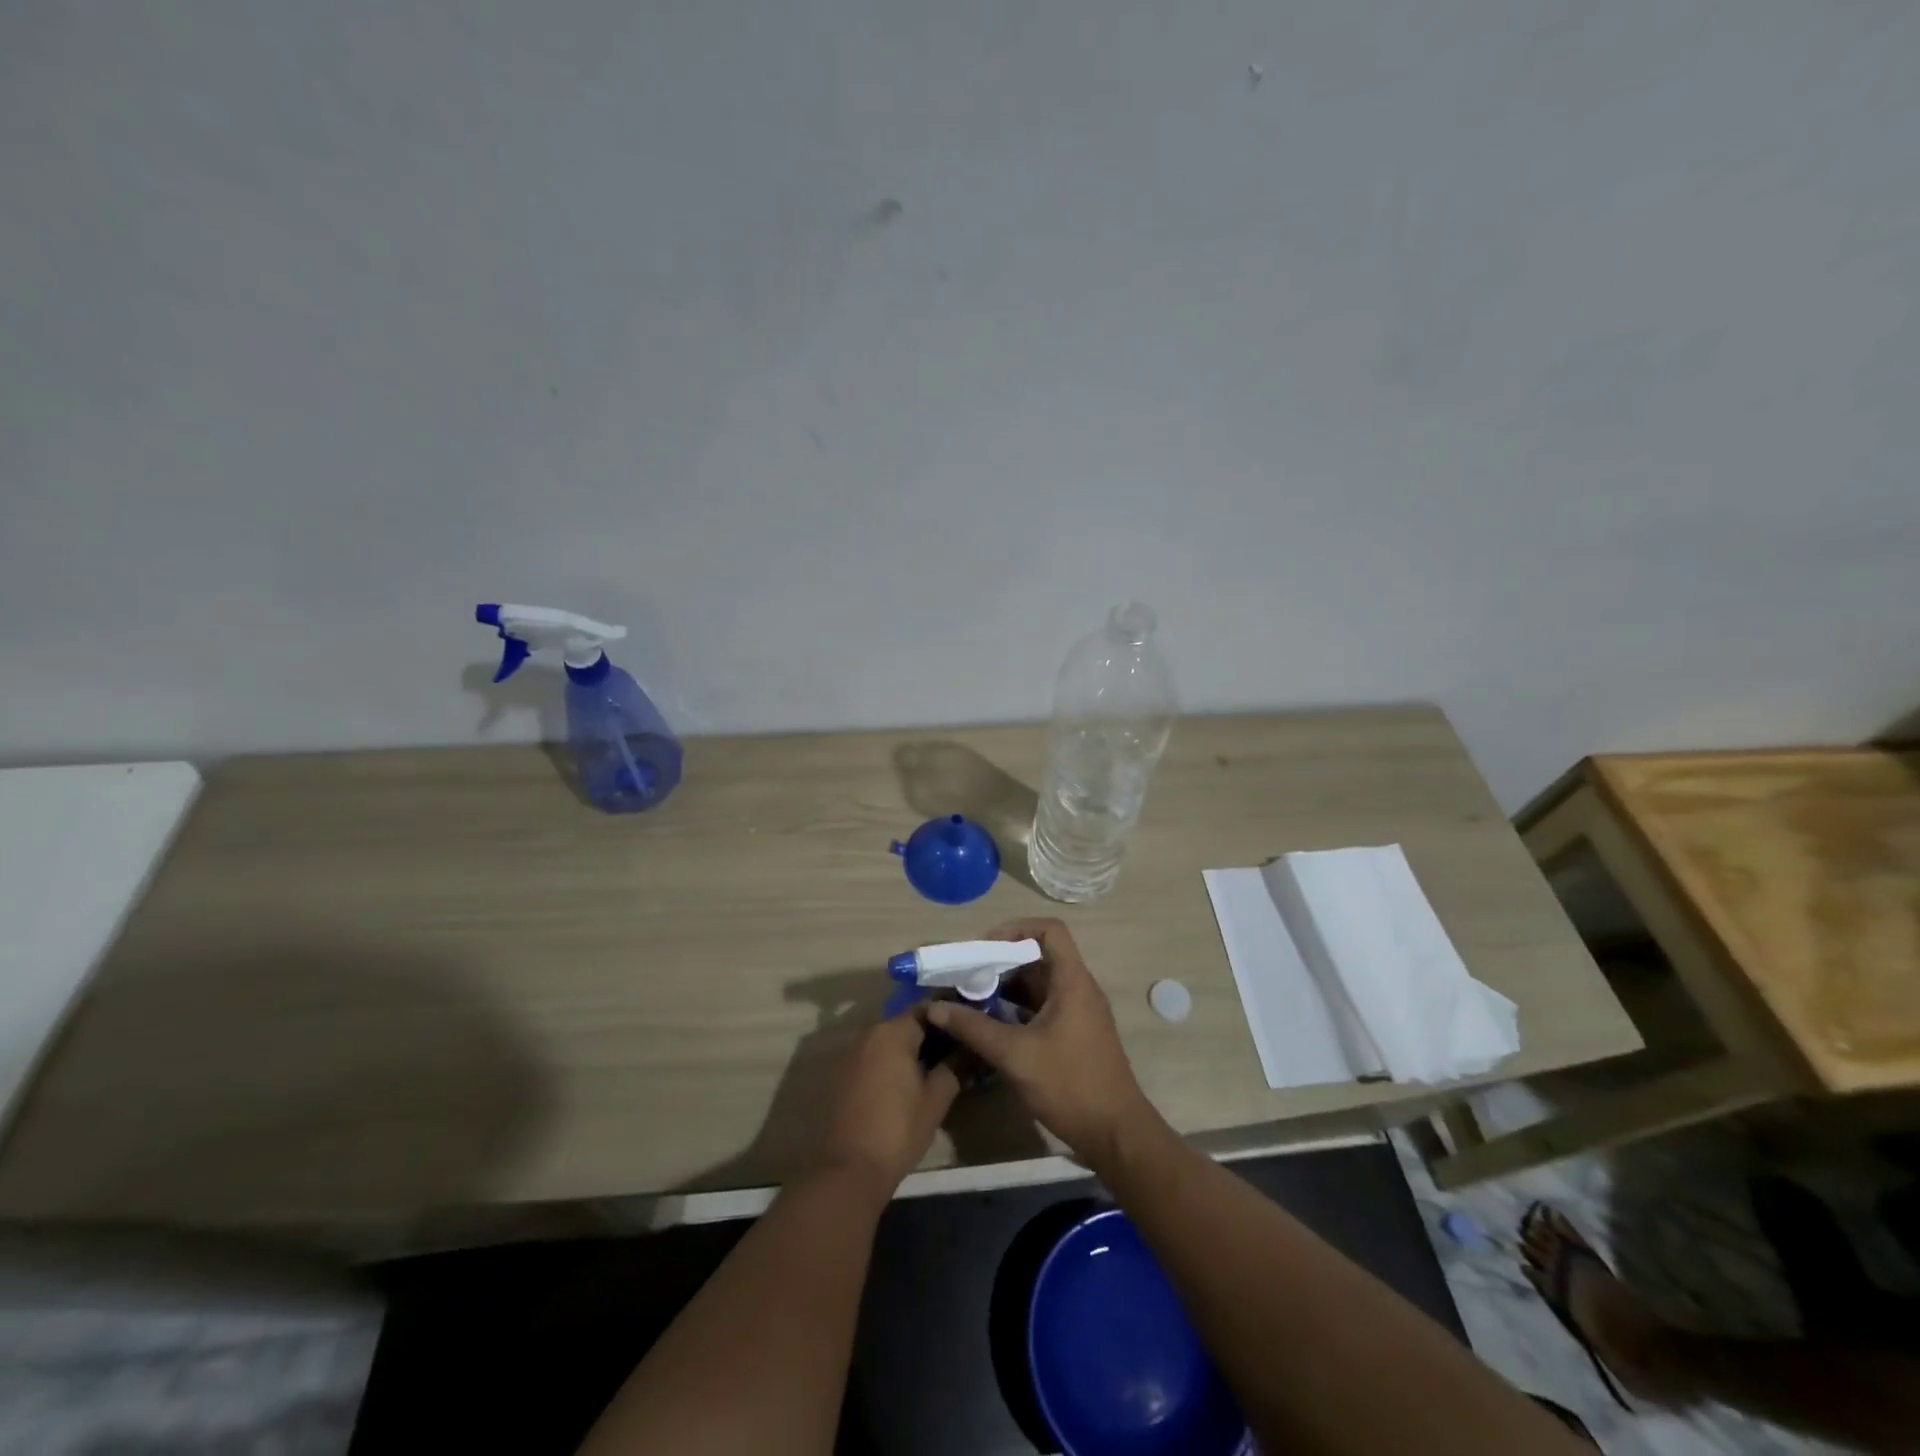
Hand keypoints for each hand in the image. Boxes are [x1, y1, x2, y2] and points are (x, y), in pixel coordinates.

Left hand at [817, 1007, 961, 1201]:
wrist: (849, 1169)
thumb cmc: (898, 1130)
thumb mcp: (935, 1099)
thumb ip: (954, 1067)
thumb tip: (971, 1048)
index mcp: (893, 1032)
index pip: (926, 1010)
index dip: (949, 1018)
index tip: (967, 1030)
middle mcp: (869, 1033)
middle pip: (906, 1023)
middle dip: (931, 1034)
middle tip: (956, 1051)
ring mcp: (852, 1053)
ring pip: (889, 1040)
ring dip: (910, 1049)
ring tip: (935, 1067)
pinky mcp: (843, 1073)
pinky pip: (874, 1056)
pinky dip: (891, 1061)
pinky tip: (907, 1082)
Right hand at [927, 918, 1153, 1165]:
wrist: (1115, 1134)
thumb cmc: (1069, 1085)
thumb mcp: (1015, 1055)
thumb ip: (974, 1028)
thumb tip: (934, 1008)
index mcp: (1072, 981)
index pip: (1050, 930)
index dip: (1016, 929)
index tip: (985, 947)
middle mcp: (1078, 988)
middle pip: (1039, 956)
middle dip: (1002, 961)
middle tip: (968, 975)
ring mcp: (1078, 1012)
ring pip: (1039, 983)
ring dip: (1007, 986)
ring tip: (972, 998)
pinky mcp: (1074, 1034)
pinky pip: (1042, 1006)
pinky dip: (1017, 1008)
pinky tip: (991, 1025)